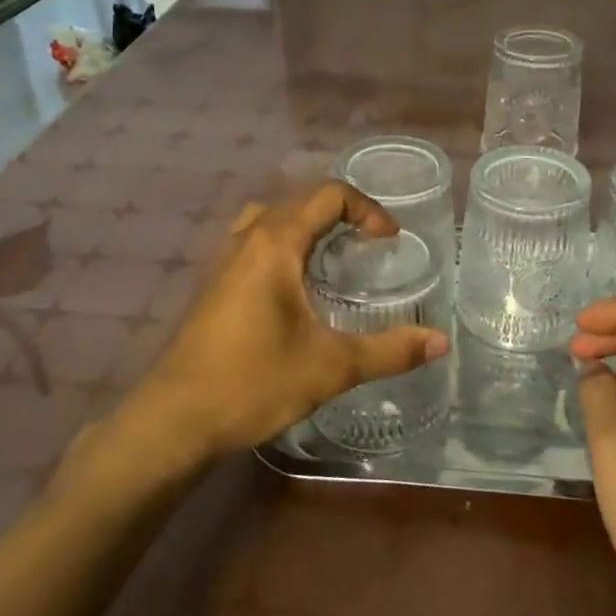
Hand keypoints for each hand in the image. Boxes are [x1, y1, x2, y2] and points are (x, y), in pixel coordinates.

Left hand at [133, 181, 448, 459]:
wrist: (175, 420)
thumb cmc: (253, 383)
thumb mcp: (331, 367)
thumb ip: (389, 351)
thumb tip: (441, 342)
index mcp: (274, 243)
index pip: (328, 195)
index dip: (367, 209)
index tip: (389, 241)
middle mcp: (246, 239)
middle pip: (299, 200)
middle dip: (341, 214)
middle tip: (370, 246)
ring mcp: (223, 260)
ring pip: (270, 218)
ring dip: (307, 226)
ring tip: (334, 257)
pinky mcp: (213, 284)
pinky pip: (254, 242)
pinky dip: (283, 244)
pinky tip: (296, 288)